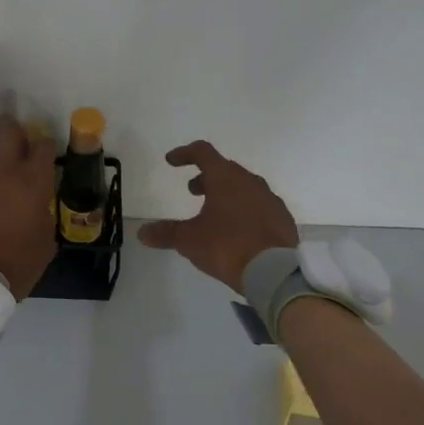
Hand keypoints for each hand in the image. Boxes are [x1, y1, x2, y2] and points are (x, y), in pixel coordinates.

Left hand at [0, 119, 58, 299]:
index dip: (44, 147)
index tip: (41, 153)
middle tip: (12, 138)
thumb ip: (43, 215)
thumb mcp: (45, 244)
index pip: (43, 146)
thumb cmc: (15, 266)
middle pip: (10, 131)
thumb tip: (36, 206)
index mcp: (33, 183)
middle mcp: (3, 169)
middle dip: (12, 130)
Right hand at [137, 140, 298, 292]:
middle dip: (206, 177)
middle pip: (225, 170)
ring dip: (227, 193)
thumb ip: (165, 233)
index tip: (171, 161)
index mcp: (225, 179)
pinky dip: (245, 210)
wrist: (273, 271)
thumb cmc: (226, 247)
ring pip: (244, 187)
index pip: (203, 153)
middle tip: (193, 191)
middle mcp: (250, 182)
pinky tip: (239, 229)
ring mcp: (270, 199)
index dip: (185, 154)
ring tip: (215, 213)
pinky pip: (259, 206)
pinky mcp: (282, 218)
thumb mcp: (189, 240)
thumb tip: (141, 233)